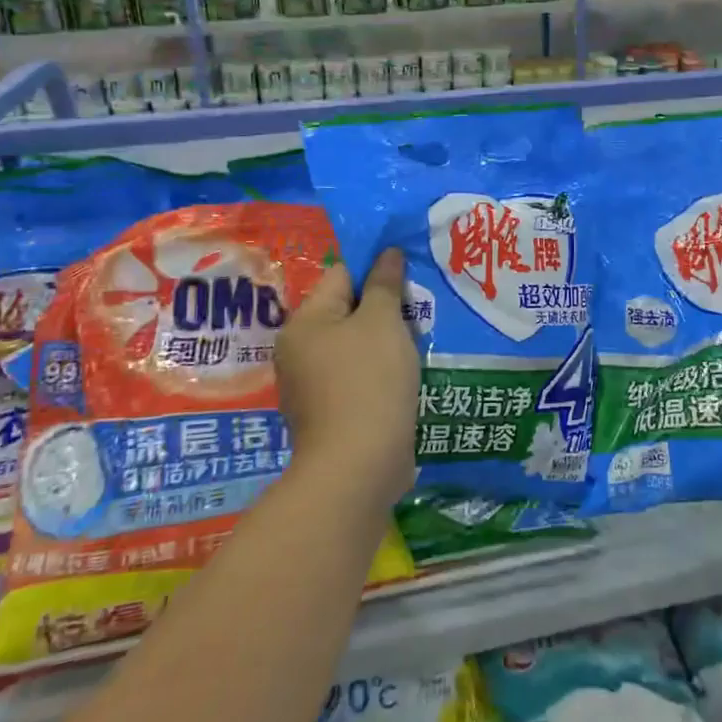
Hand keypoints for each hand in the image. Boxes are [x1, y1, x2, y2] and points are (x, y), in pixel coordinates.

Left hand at [275, 249, 420, 508]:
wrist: (357, 468)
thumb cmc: (368, 382)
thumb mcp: (382, 323)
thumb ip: (384, 284)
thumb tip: (387, 253)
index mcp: (304, 323)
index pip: (341, 275)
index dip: (376, 270)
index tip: (410, 275)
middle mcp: (299, 351)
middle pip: (347, 311)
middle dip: (384, 308)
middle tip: (422, 307)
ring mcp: (313, 387)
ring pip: (356, 347)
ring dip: (386, 342)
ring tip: (422, 339)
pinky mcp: (331, 415)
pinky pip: (359, 378)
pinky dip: (381, 373)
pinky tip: (409, 375)